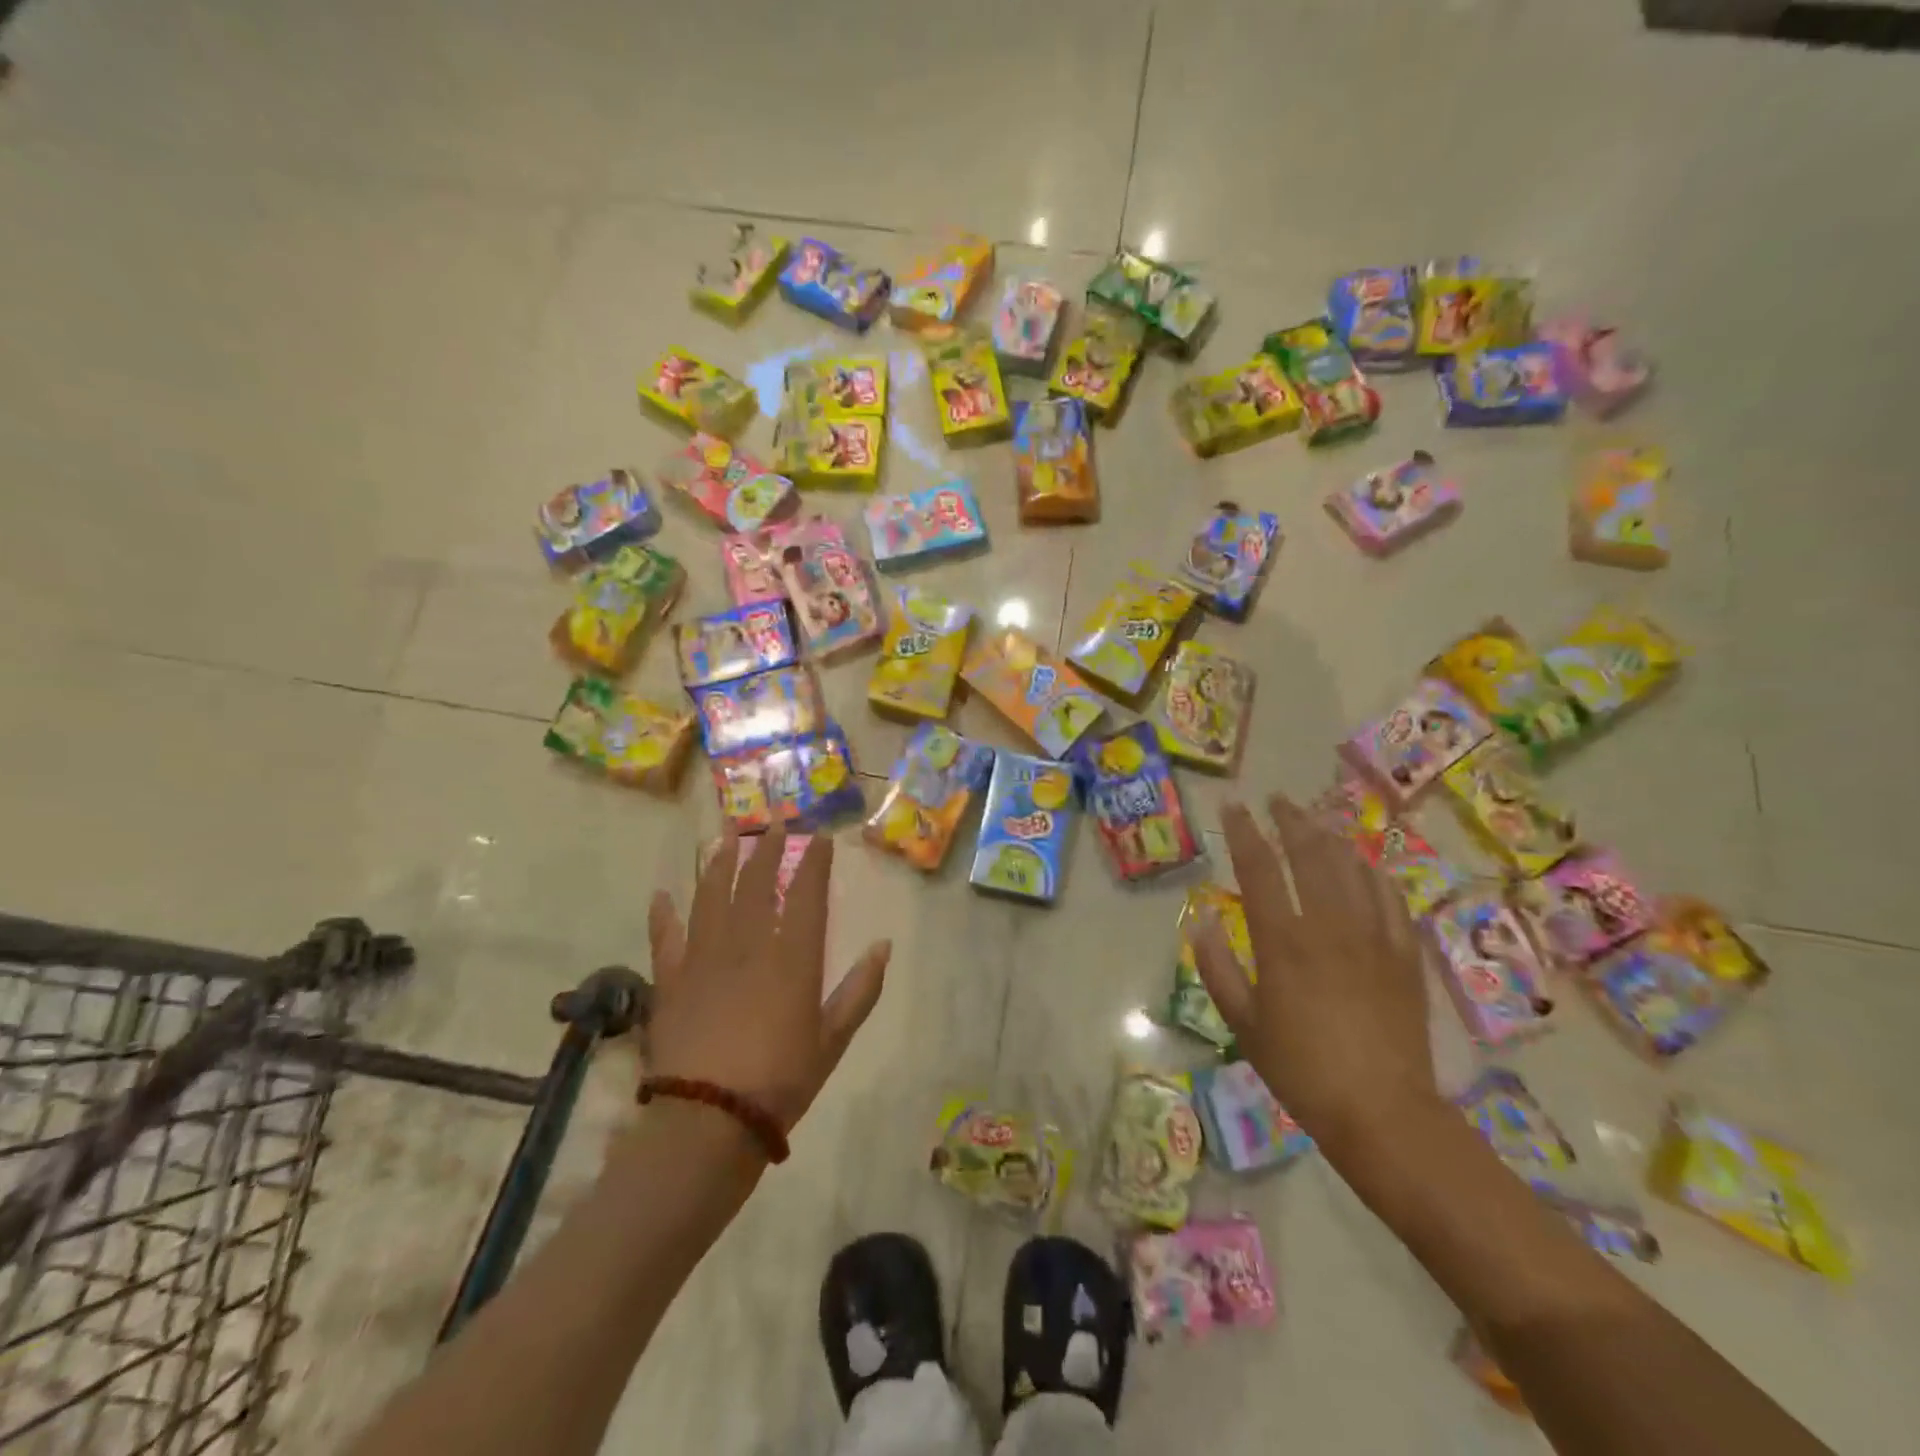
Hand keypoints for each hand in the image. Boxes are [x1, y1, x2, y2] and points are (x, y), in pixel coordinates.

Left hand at [645, 829, 890, 1134]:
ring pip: (712, 897)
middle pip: (758, 884)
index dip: (814, 862)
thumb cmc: (780, 1081)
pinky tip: (662, 894)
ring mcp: (704, 958)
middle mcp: (748, 945)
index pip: (807, 895)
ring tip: (726, 838)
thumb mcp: (833, 1040)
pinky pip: (665, 937)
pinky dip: (663, 914)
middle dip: (768, 848)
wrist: (708, 1120)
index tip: (819, 837)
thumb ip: (860, 990)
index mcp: (792, 958)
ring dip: (720, 864)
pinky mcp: (670, 979)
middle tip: (773, 821)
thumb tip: (883, 946)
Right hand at [1190, 795, 1438, 1152]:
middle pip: (1310, 855)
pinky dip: (1374, 874)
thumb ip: (1217, 967)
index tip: (1233, 806)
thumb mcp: (1242, 1023)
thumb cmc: (1300, 1069)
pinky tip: (1365, 863)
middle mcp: (1329, 926)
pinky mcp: (1404, 955)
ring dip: (1330, 837)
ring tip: (1315, 819)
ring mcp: (1373, 937)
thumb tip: (1201, 919)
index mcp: (1283, 941)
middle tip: (1276, 799)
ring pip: (1352, 868)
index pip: (1259, 869)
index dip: (1244, 832)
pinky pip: (1390, 899)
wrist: (1383, 1112)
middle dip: (1290, 820)